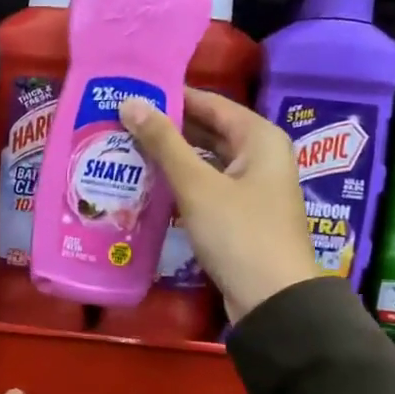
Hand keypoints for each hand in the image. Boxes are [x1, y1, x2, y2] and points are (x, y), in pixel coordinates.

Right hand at [119, 88, 317, 321]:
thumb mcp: (197, 185)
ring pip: (206, 161)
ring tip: (127, 149)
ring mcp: (252, 188)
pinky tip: (149, 185)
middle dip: (168, 128)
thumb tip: (130, 102)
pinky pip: (207, 187)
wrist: (272, 299)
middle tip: (122, 122)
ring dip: (172, 157)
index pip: (210, 103)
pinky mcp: (241, 215)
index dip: (172, 97)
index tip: (132, 93)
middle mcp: (260, 156)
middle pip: (209, 131)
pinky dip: (181, 183)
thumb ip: (164, 143)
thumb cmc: (239, 233)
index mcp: (259, 138)